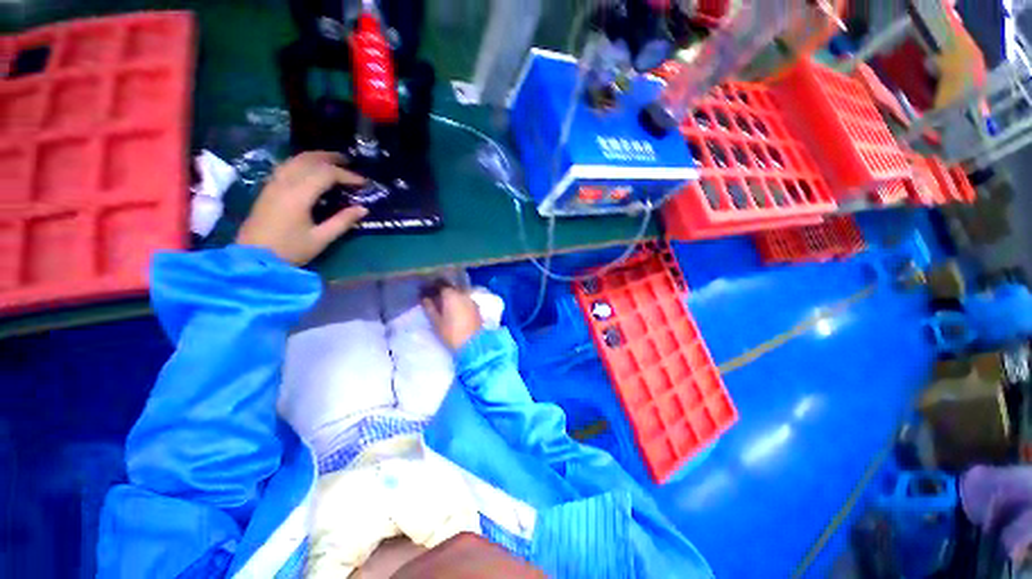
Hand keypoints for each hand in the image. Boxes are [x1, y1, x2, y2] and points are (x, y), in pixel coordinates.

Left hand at [236, 152, 368, 265]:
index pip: (326, 174)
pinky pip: (286, 167)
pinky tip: (310, 170)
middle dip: (331, 158)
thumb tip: (363, 209)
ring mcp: (273, 184)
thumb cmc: (289, 250)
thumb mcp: (321, 239)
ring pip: (295, 160)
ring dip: (315, 157)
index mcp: (298, 195)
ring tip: (332, 161)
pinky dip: (302, 163)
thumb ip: (343, 221)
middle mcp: (284, 183)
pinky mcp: (267, 189)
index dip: (347, 175)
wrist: (252, 258)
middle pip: (308, 160)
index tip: (364, 183)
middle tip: (350, 162)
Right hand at [422, 286, 482, 350]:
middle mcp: (463, 294)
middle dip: (443, 292)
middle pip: (452, 289)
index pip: (441, 285)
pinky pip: (466, 301)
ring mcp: (472, 300)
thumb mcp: (436, 322)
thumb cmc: (452, 333)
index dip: (433, 288)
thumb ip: (430, 308)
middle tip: (435, 299)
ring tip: (445, 306)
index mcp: (451, 295)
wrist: (474, 344)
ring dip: (453, 298)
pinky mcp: (477, 308)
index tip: (427, 292)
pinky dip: (460, 303)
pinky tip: (456, 310)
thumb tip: (425, 299)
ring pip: (460, 295)